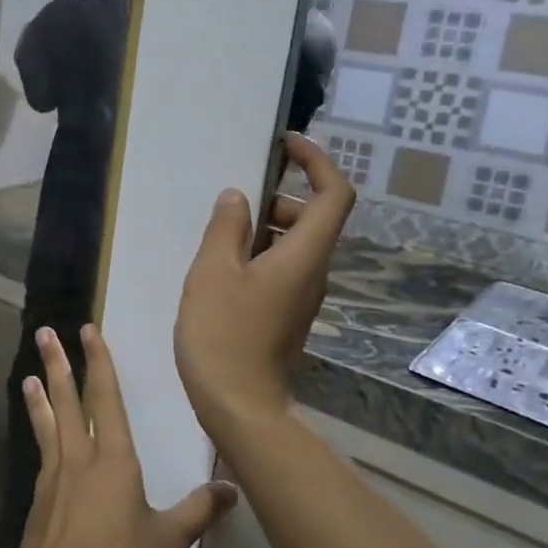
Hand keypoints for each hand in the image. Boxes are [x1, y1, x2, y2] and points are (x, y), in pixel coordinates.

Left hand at [10, 325, 236, 547]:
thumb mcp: (168, 540)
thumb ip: (199, 512)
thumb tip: (232, 488)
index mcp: (114, 459)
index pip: (106, 399)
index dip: (100, 363)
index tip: (88, 331)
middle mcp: (81, 456)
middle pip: (69, 400)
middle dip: (59, 364)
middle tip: (45, 334)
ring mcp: (55, 474)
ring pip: (49, 422)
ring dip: (41, 395)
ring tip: (30, 374)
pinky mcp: (40, 495)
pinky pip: (41, 450)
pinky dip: (38, 430)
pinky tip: (38, 432)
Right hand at [174, 132, 355, 443]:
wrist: (238, 403)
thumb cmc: (223, 333)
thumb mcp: (213, 271)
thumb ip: (226, 227)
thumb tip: (238, 197)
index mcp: (305, 255)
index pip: (334, 194)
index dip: (317, 161)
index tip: (286, 144)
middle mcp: (314, 272)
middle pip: (316, 217)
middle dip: (282, 195)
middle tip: (238, 197)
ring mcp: (302, 296)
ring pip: (297, 244)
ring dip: (267, 226)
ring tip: (221, 232)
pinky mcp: (287, 314)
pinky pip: (283, 267)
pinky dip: (260, 252)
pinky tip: (222, 266)